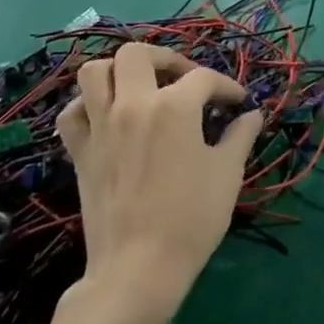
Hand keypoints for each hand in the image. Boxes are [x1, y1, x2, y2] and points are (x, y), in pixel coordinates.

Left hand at [57, 44, 263, 319]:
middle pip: (137, 54)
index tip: (237, 102)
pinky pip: (72, 113)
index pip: (204, 78)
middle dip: (164, 58)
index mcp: (174, 107)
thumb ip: (240, 136)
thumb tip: (252, 115)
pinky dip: (86, 106)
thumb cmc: (191, 220)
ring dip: (118, 72)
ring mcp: (101, 126)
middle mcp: (133, 104)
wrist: (138, 270)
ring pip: (94, 72)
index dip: (225, 87)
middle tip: (182, 79)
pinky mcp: (80, 152)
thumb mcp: (227, 174)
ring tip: (141, 87)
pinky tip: (106, 116)